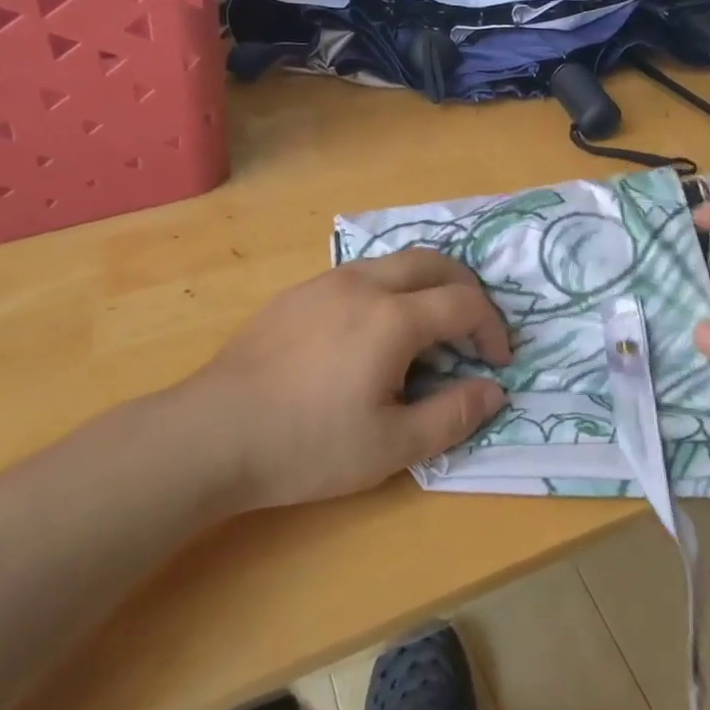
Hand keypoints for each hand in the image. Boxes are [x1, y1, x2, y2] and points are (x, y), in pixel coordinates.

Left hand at [183, 251, 510, 509]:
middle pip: (434, 263)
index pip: (464, 303)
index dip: (492, 329)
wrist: (212, 433)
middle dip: (466, 290)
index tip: (497, 362)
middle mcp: (364, 284)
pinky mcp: (298, 293)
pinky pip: (360, 275)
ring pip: (395, 262)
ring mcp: (327, 282)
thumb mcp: (390, 447)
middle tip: (474, 330)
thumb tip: (494, 391)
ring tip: (427, 330)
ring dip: (427, 285)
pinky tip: (372, 334)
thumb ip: (452, 415)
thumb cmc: (307, 445)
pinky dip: (389, 290)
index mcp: (393, 318)